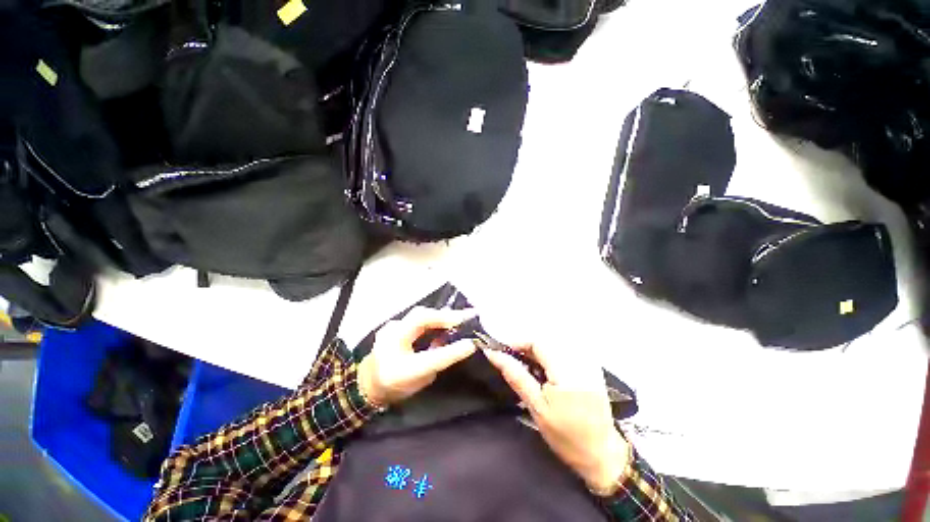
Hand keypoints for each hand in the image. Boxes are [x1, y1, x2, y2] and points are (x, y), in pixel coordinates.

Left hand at [358, 307, 476, 407]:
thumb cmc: (396, 386)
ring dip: (440, 315)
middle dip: (446, 316)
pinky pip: (416, 316)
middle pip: (420, 319)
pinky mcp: (392, 324)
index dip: (451, 351)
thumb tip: (460, 344)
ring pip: (419, 314)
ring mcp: (389, 329)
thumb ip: (439, 361)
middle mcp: (390, 345)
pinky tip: (443, 320)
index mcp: (398, 370)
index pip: (429, 359)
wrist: (367, 382)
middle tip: (467, 316)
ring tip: (459, 317)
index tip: (471, 344)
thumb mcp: (421, 380)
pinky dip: (432, 317)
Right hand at [483, 343, 630, 494]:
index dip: (518, 344)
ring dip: (539, 352)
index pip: (538, 342)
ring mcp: (588, 363)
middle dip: (527, 349)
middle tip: (515, 363)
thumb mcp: (536, 407)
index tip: (504, 353)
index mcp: (566, 373)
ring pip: (555, 344)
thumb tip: (494, 354)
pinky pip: (566, 350)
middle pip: (546, 341)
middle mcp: (579, 362)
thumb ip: (516, 376)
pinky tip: (548, 371)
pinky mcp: (592, 368)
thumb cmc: (565, 435)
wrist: (601, 454)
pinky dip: (552, 355)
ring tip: (530, 369)